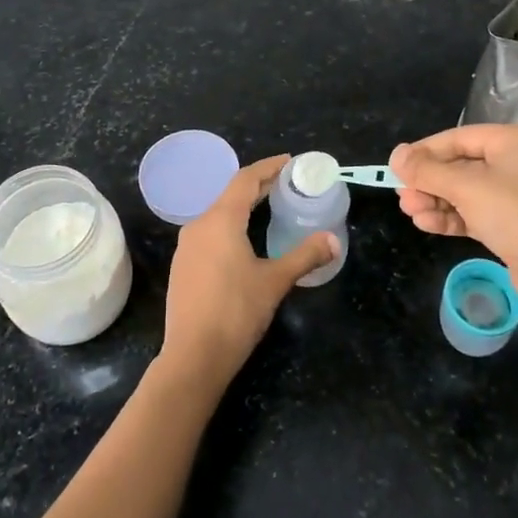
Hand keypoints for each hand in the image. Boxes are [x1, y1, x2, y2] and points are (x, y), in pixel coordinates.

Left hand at [158, 155, 334, 393]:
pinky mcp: (183, 266)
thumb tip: (334, 241)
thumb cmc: (236, 312)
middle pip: (230, 194)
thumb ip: (305, 256)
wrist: (193, 356)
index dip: (268, 167)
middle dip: (258, 186)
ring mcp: (187, 247)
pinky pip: (209, 233)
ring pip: (218, 215)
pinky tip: (244, 241)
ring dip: (243, 207)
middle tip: (286, 183)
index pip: (245, 180)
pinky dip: (230, 226)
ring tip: (268, 208)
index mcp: (220, 220)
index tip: (289, 161)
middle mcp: (199, 225)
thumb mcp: (275, 281)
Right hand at [390, 125, 517, 301]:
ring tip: (410, 212)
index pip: (458, 138)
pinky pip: (474, 211)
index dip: (424, 151)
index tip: (397, 167)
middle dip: (428, 182)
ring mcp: (516, 193)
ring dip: (435, 201)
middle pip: (459, 165)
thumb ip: (427, 170)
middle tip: (402, 196)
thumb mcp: (465, 188)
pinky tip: (426, 224)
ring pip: (464, 191)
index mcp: (513, 141)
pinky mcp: (512, 222)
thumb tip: (396, 155)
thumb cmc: (514, 216)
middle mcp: (516, 162)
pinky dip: (451, 216)